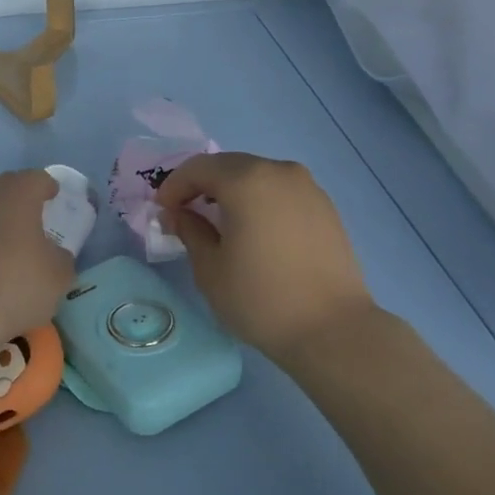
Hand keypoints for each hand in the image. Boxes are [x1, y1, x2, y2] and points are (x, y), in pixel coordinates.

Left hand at [0, 169, 76, 350]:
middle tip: (27, 231)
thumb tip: (51, 253)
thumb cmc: (14, 287)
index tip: (53, 202)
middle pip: (3, 191)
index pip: (38, 179)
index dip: (48, 190)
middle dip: (16, 206)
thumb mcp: (58, 277)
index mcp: (16, 192)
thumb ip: (59, 256)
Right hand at [157, 153, 375, 362]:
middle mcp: (279, 171)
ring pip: (258, 176)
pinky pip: (281, 191)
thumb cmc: (260, 298)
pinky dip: (259, 200)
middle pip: (229, 166)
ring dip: (232, 190)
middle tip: (186, 212)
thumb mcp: (210, 268)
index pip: (199, 168)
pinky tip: (254, 229)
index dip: (174, 186)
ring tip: (219, 221)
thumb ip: (190, 231)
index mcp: (246, 180)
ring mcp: (308, 187)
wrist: (331, 329)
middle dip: (202, 184)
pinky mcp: (325, 207)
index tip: (163, 211)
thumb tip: (178, 214)